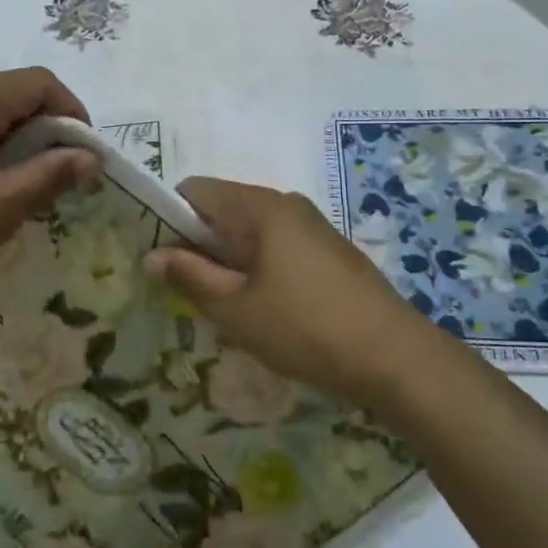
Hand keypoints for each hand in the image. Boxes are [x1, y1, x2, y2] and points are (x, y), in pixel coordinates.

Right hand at [144, 177, 444, 409]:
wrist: (395, 357)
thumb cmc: (305, 328)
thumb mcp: (236, 309)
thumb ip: (189, 276)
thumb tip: (152, 255)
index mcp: (261, 207)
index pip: (195, 190)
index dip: (169, 218)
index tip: (162, 259)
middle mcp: (287, 204)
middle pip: (224, 209)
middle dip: (200, 244)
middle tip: (190, 290)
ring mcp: (313, 226)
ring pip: (252, 231)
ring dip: (230, 260)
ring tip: (227, 305)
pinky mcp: (330, 251)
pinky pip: (278, 246)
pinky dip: (259, 267)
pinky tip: (266, 308)